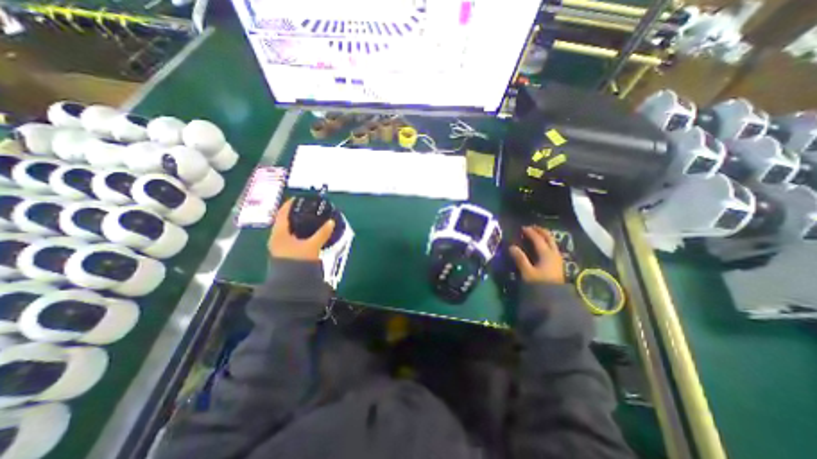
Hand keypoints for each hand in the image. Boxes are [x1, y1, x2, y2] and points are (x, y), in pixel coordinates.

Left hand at [267, 197, 333, 262]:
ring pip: (286, 231)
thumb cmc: (298, 261)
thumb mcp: (312, 246)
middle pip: (283, 222)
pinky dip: (297, 233)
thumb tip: (331, 222)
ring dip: (295, 224)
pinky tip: (306, 234)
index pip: (282, 214)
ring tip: (307, 220)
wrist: (291, 284)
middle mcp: (276, 239)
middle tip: (304, 209)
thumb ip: (322, 233)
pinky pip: (290, 238)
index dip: (288, 205)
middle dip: (293, 214)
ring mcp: (279, 247)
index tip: (296, 198)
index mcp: (279, 234)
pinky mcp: (284, 254)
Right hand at [510, 225, 565, 282]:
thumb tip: (511, 246)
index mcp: (546, 253)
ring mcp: (557, 258)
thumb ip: (520, 258)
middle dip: (540, 231)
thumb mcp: (527, 272)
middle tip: (531, 227)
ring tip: (536, 234)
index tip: (522, 228)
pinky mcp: (557, 263)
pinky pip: (552, 247)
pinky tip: (542, 246)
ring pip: (552, 242)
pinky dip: (546, 242)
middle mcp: (553, 253)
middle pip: (548, 237)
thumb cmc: (540, 284)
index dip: (530, 232)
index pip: (538, 239)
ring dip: (544, 236)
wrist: (554, 298)